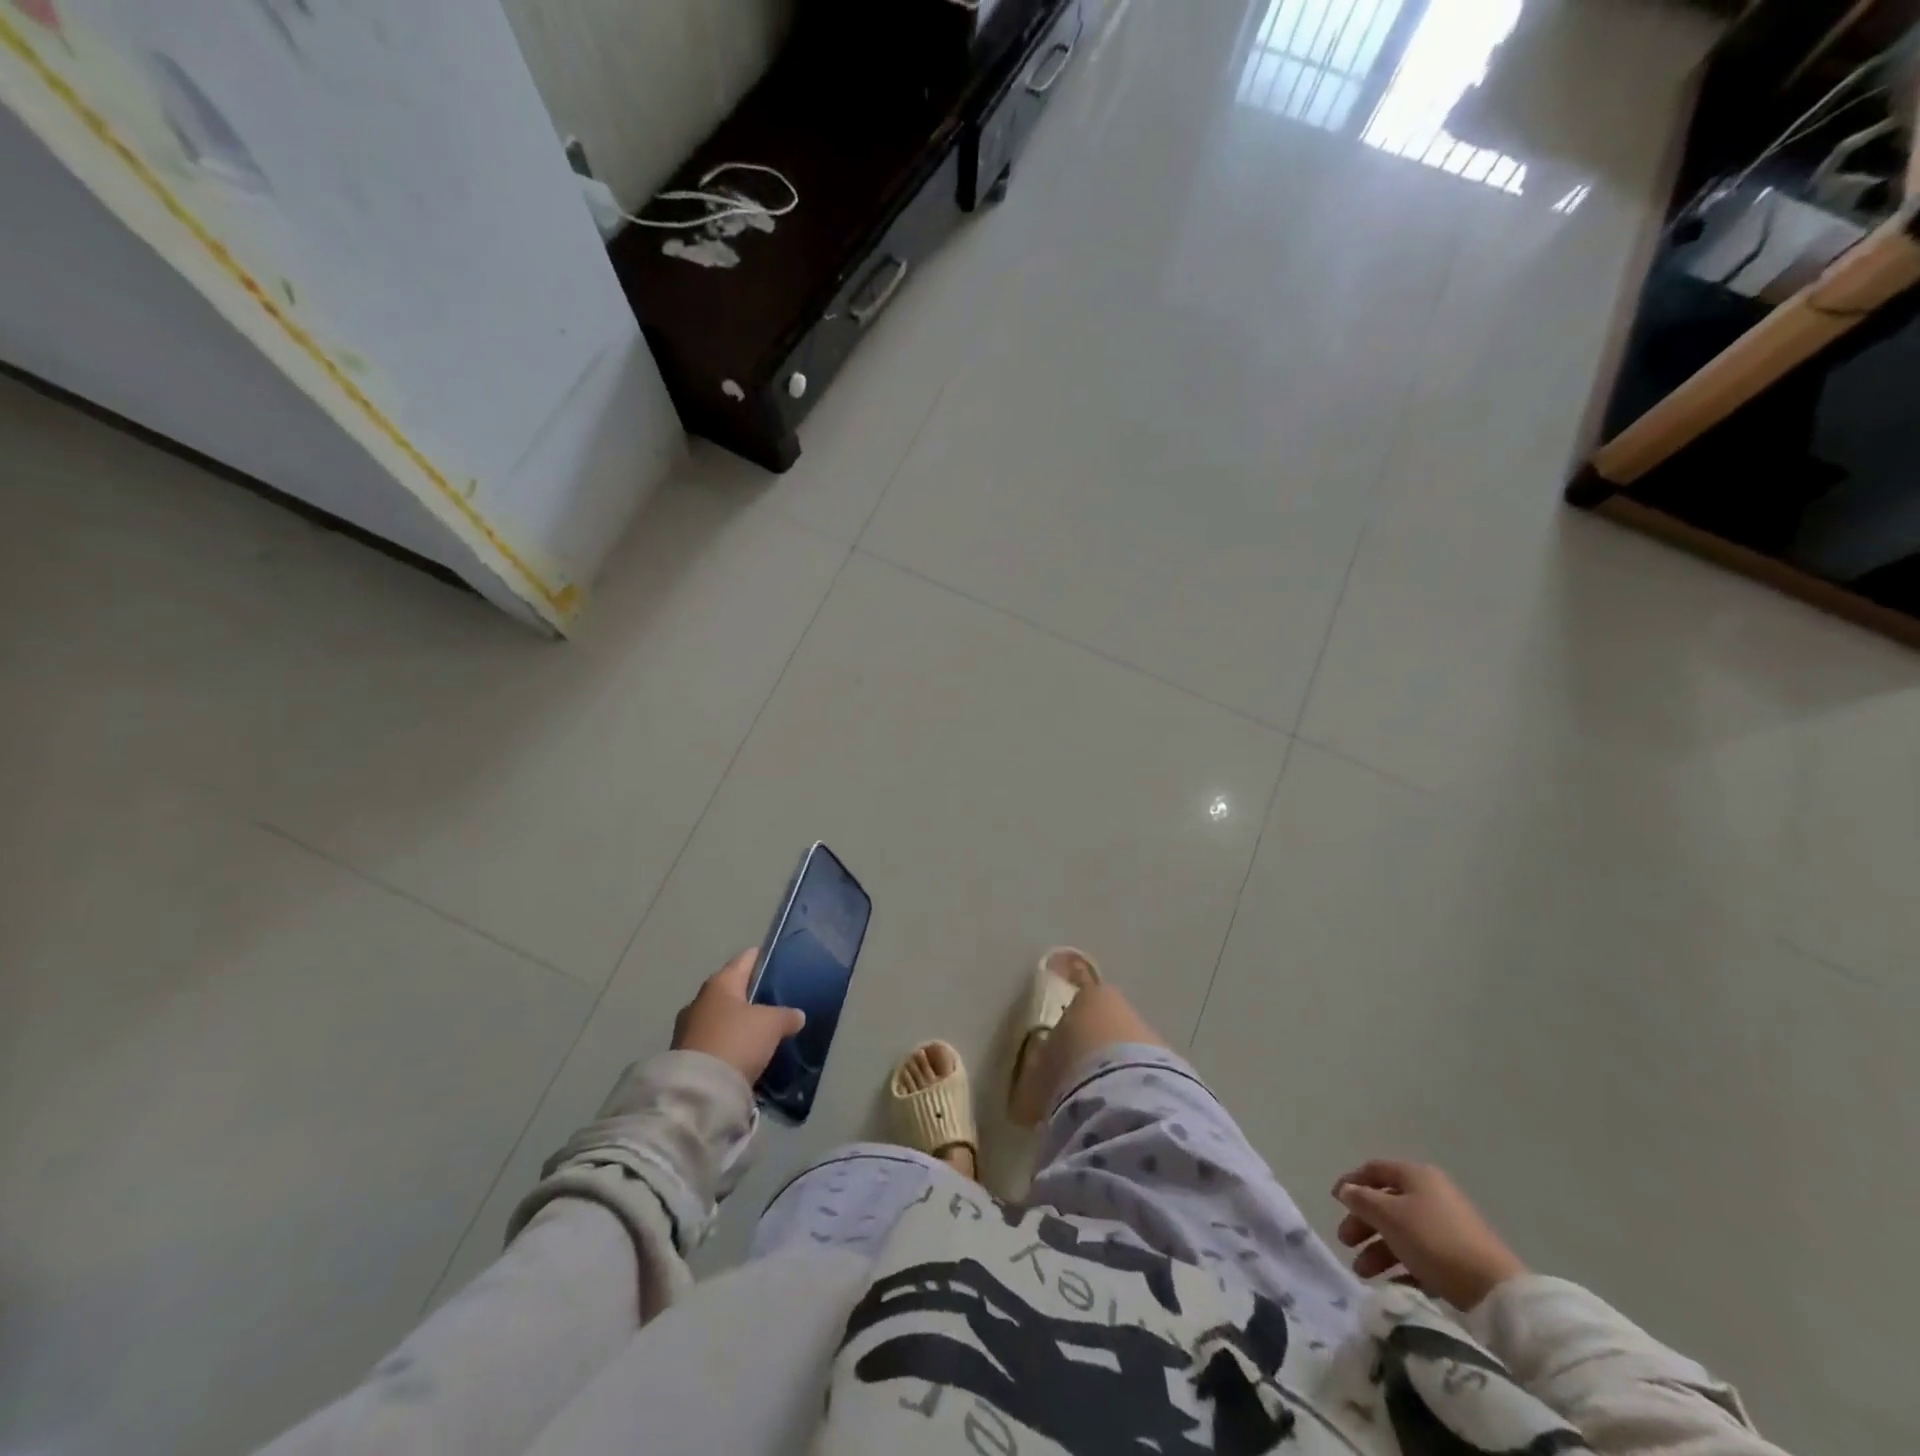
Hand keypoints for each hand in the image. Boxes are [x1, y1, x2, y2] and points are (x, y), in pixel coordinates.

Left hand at [671, 949, 803, 1085]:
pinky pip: (715, 1041)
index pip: (746, 959)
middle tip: (777, 1002)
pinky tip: (746, 1054)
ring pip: (723, 1017)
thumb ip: (787, 1015)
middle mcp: (700, 1000)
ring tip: (764, 1031)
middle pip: (733, 989)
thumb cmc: (737, 1041)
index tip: (781, 963)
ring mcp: (688, 1029)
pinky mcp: (685, 1056)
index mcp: (720, 983)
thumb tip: (797, 1016)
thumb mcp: (772, 1024)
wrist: (699, 1091)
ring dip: (740, 1023)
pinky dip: (730, 1044)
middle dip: (752, 995)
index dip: (764, 958)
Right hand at [1332, 1159, 1526, 1309]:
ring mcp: (1448, 1226)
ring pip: (1402, 1231)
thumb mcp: (1389, 1215)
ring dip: (1378, 1249)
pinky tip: (1391, 1284)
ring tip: (1363, 1272)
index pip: (1374, 1170)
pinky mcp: (1459, 1256)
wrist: (1495, 1290)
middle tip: (1345, 1242)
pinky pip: (1421, 1254)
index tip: (1333, 1201)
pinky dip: (1401, 1265)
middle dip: (1363, 1223)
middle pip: (1386, 1202)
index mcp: (1416, 1176)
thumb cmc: (1434, 1240)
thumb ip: (1362, 1199)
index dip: (1351, 1182)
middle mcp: (1432, 1194)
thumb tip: (1347, 1191)